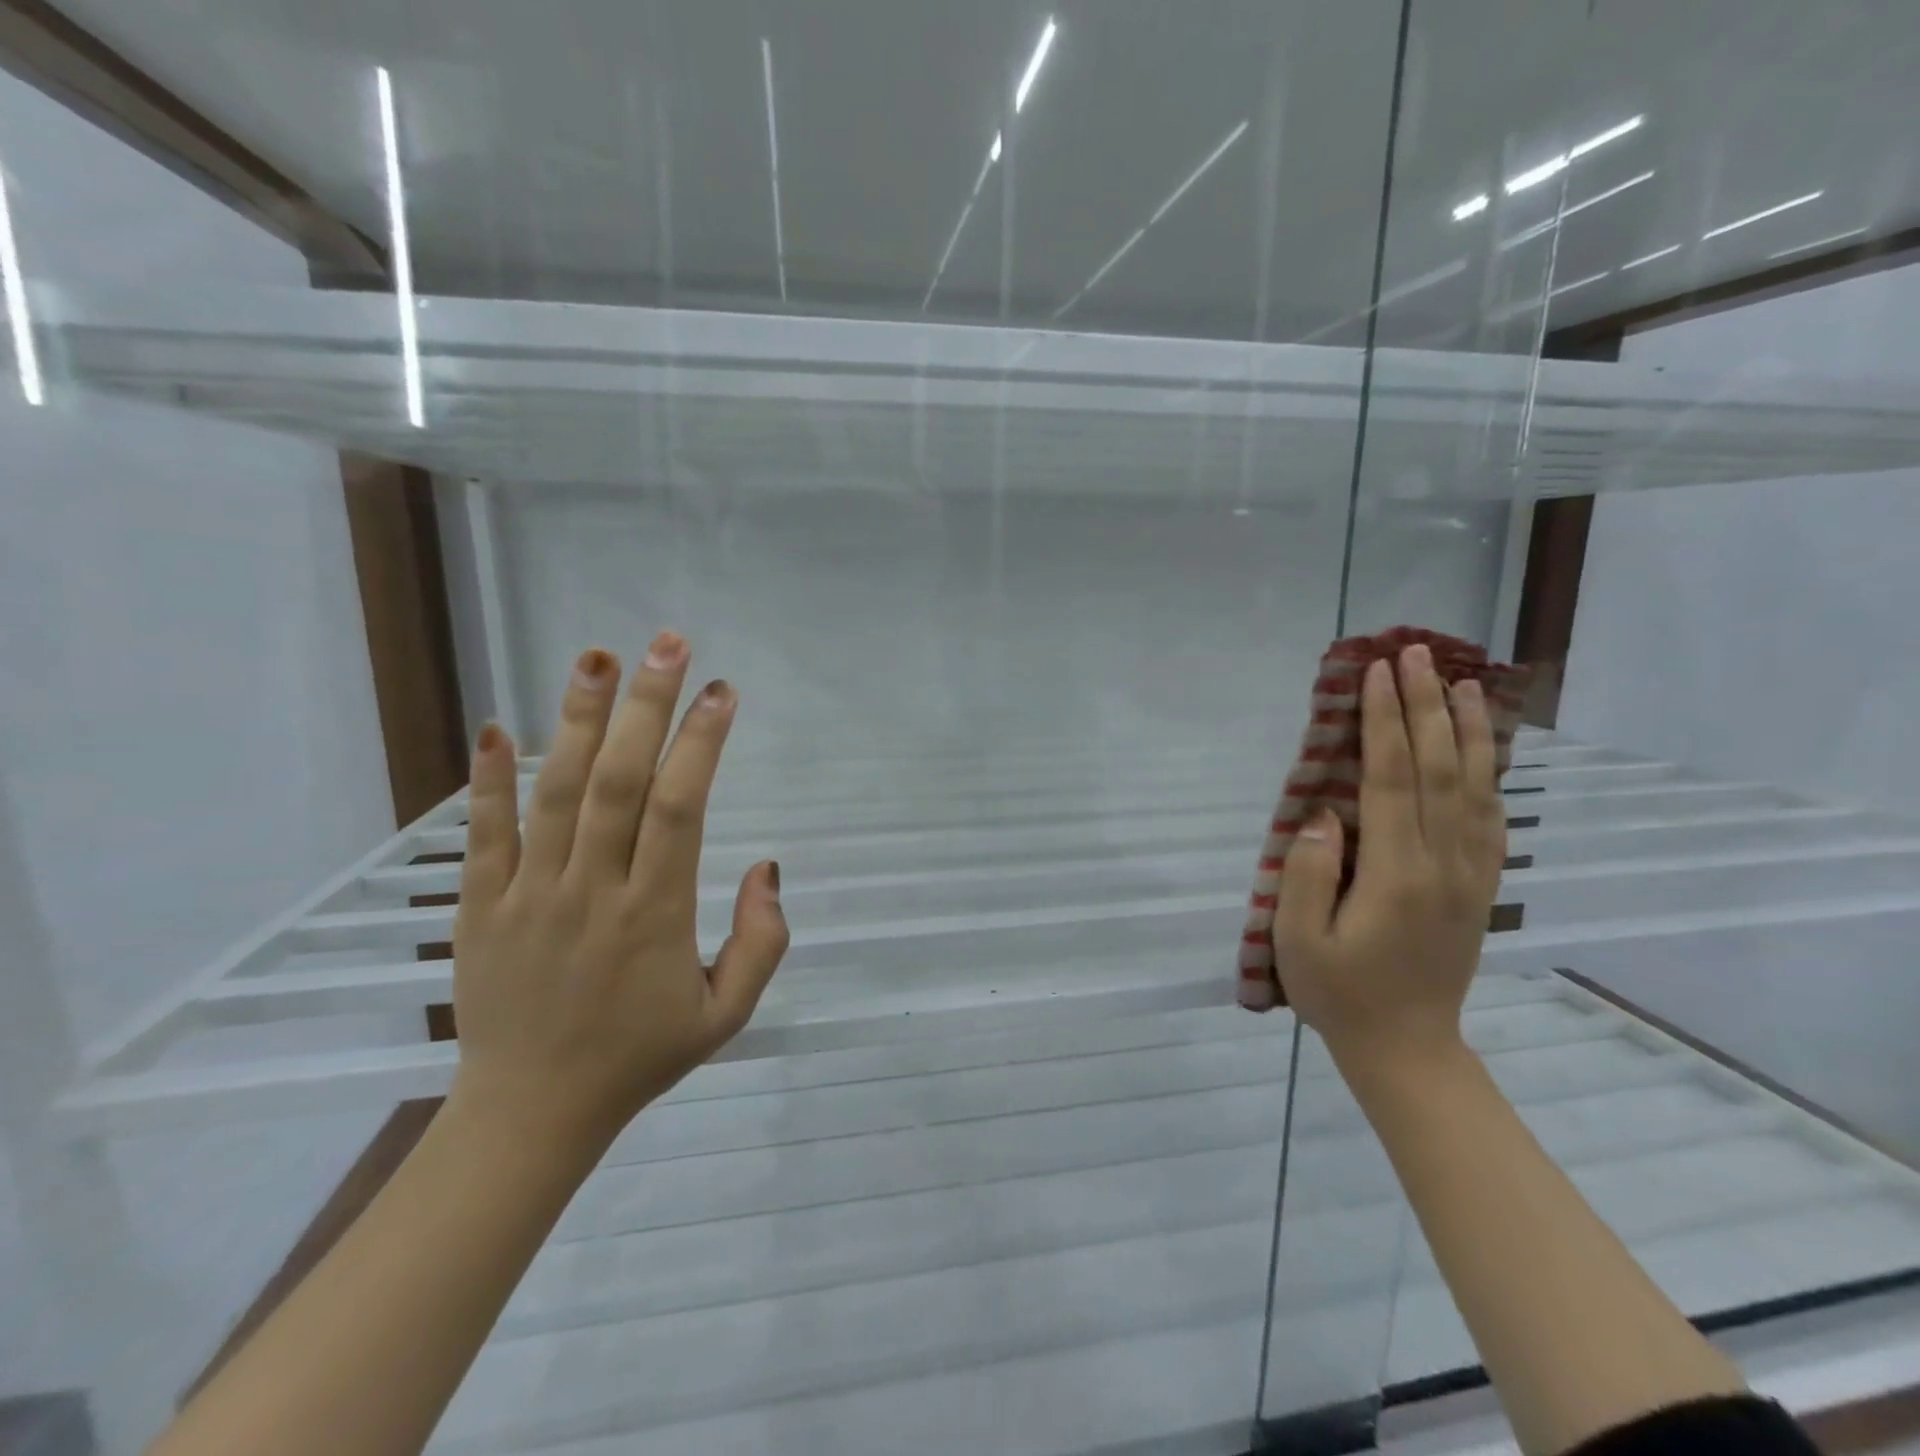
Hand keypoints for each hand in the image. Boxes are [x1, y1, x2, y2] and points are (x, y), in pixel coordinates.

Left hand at [448, 634, 788, 1150]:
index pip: (680, 808)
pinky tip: (494, 726)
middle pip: (617, 782)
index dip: (702, 743)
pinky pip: (484, 836)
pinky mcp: (480, 907)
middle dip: (646, 707)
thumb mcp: (728, 1014)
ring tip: (595, 657)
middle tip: (667, 645)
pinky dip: (487, 780)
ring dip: (575, 720)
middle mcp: (592, 892)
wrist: (531, 1115)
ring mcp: (529, 896)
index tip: (724, 691)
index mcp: (655, 916)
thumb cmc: (640, 1057)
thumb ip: (763, 941)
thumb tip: (767, 866)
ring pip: (554, 793)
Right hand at [1272, 642, 1505, 1074]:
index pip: (1390, 778)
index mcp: (1395, 873)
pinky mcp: (1479, 886)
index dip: (1384, 721)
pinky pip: (1491, 818)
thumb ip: (1306, 872)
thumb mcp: (1298, 939)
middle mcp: (1442, 863)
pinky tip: (1484, 748)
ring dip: (1467, 729)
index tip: (1379, 673)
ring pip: (1475, 786)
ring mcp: (1469, 874)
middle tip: (1416, 653)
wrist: (1407, 1046)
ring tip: (1463, 681)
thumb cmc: (1339, 992)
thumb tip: (1325, 814)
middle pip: (1437, 768)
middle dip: (1425, 705)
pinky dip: (1490, 774)